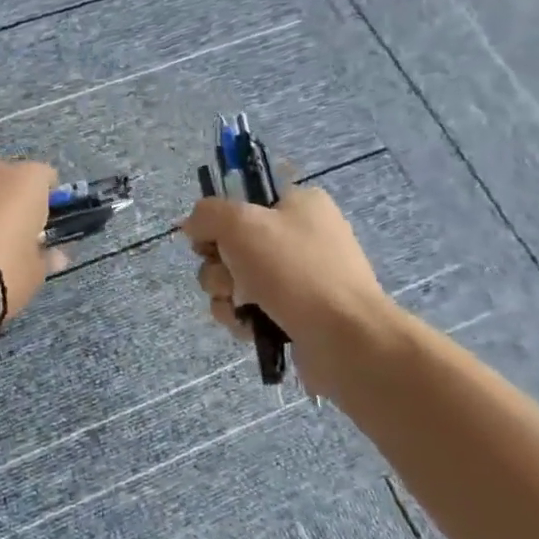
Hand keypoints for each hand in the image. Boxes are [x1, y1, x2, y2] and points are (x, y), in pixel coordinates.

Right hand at [182, 185, 395, 393]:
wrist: (345, 339)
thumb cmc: (294, 270)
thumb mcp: (241, 224)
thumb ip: (207, 214)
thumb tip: (193, 226)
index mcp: (299, 203)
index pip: (243, 199)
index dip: (219, 218)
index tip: (209, 237)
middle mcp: (300, 236)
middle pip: (232, 242)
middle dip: (218, 264)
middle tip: (228, 277)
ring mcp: (299, 277)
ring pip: (234, 278)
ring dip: (224, 293)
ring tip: (240, 307)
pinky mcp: (295, 313)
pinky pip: (249, 308)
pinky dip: (241, 317)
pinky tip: (248, 326)